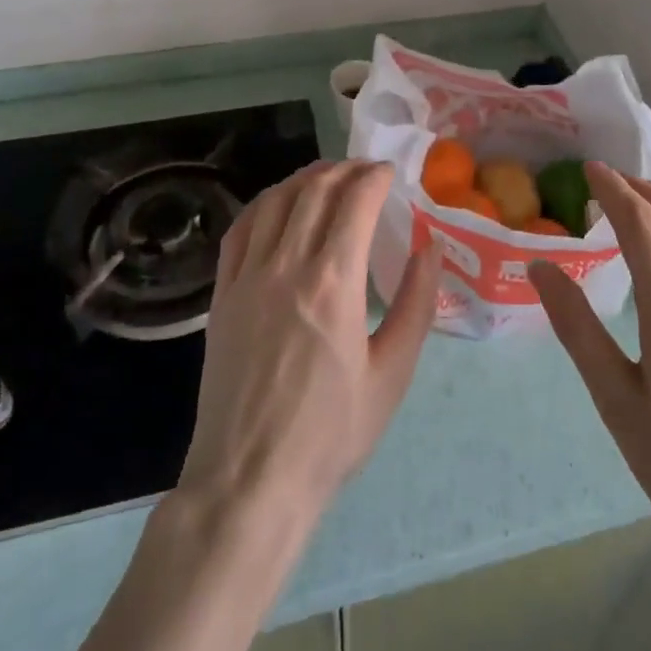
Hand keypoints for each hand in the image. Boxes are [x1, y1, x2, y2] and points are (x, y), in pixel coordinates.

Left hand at [177, 160, 440, 525]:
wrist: (249, 480)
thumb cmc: (330, 434)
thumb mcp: (392, 374)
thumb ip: (415, 303)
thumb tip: (429, 247)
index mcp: (333, 283)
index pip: (355, 201)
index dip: (375, 176)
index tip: (390, 172)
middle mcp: (286, 266)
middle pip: (314, 190)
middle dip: (345, 169)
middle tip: (366, 171)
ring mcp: (247, 277)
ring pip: (274, 201)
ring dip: (304, 179)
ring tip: (327, 178)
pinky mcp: (221, 295)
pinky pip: (240, 230)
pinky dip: (263, 204)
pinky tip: (277, 205)